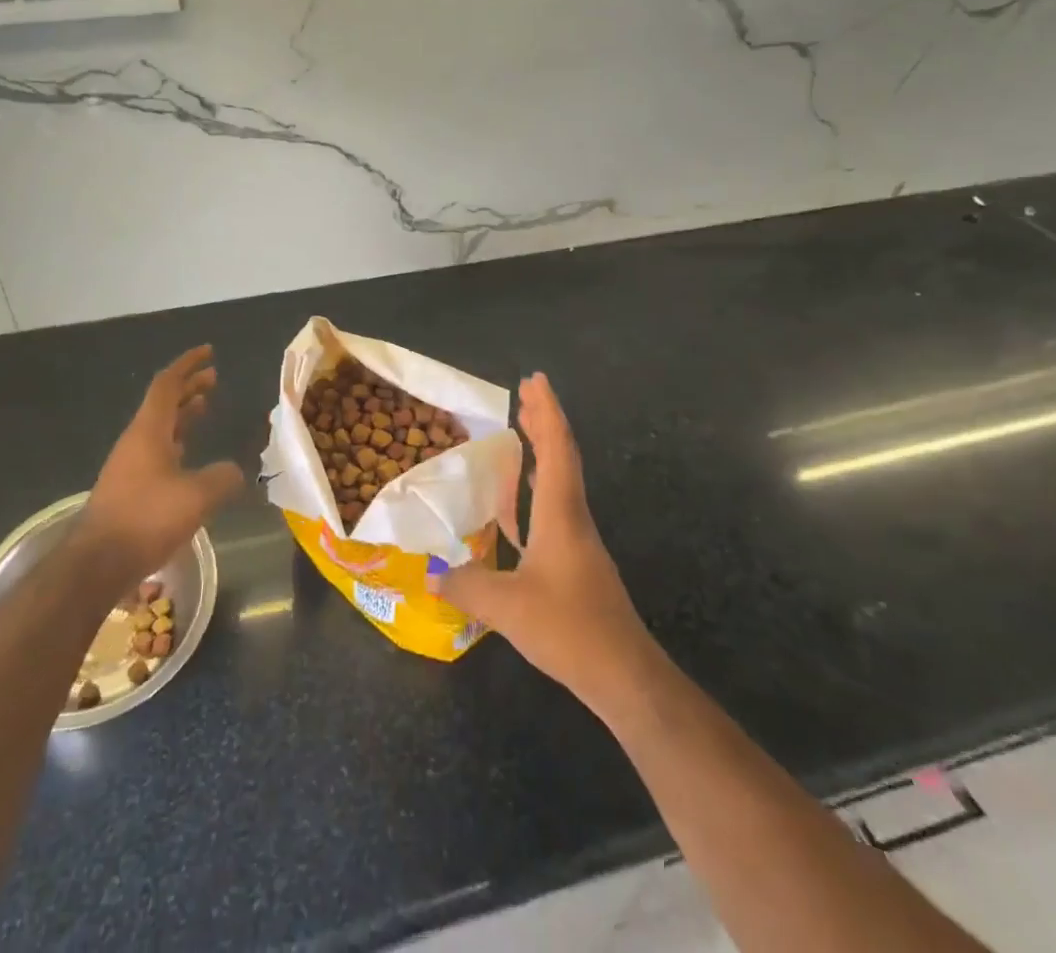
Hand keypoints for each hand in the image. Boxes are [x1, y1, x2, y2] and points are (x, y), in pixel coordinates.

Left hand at [78, 346, 244, 582]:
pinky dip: (178, 442)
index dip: (188, 365)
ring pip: (160, 427)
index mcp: (149, 430)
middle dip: (189, 387)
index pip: (168, 384)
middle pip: (164, 403)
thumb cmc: (147, 518)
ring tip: (205, 407)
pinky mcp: (129, 489)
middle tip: (214, 378)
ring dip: (183, 414)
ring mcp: (130, 465)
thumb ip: (222, 477)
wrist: (97, 563)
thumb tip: (234, 471)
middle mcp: (136, 441)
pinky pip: (158, 451)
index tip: (208, 352)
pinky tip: (191, 457)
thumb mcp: (197, 496)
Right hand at [429, 373, 650, 702]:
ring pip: (560, 482)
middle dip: (544, 421)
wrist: (624, 675)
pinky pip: (553, 509)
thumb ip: (466, 586)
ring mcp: (577, 541)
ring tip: (521, 432)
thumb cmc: (569, 628)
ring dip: (542, 452)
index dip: (546, 411)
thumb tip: (432, 574)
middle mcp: (573, 518)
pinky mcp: (576, 564)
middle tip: (524, 394)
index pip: (556, 449)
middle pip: (561, 456)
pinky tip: (517, 504)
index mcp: (561, 514)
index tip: (534, 380)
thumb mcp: (507, 607)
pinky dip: (535, 490)